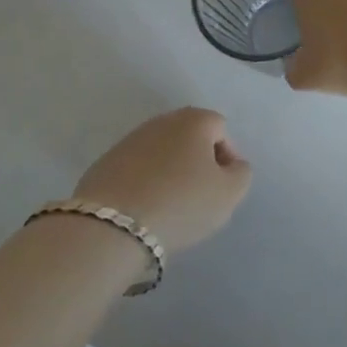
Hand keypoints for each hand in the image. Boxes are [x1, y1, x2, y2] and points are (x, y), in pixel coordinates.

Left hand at [74, 107, 250, 253]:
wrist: (111, 226)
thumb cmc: (181, 203)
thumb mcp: (229, 194)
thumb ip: (241, 174)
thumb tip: (232, 165)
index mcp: (195, 120)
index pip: (221, 130)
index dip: (227, 159)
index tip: (221, 189)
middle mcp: (162, 120)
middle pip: (190, 138)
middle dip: (197, 163)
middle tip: (198, 197)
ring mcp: (130, 140)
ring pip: (162, 153)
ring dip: (170, 172)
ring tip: (169, 207)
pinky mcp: (105, 162)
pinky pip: (136, 170)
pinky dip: (144, 184)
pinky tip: (143, 210)